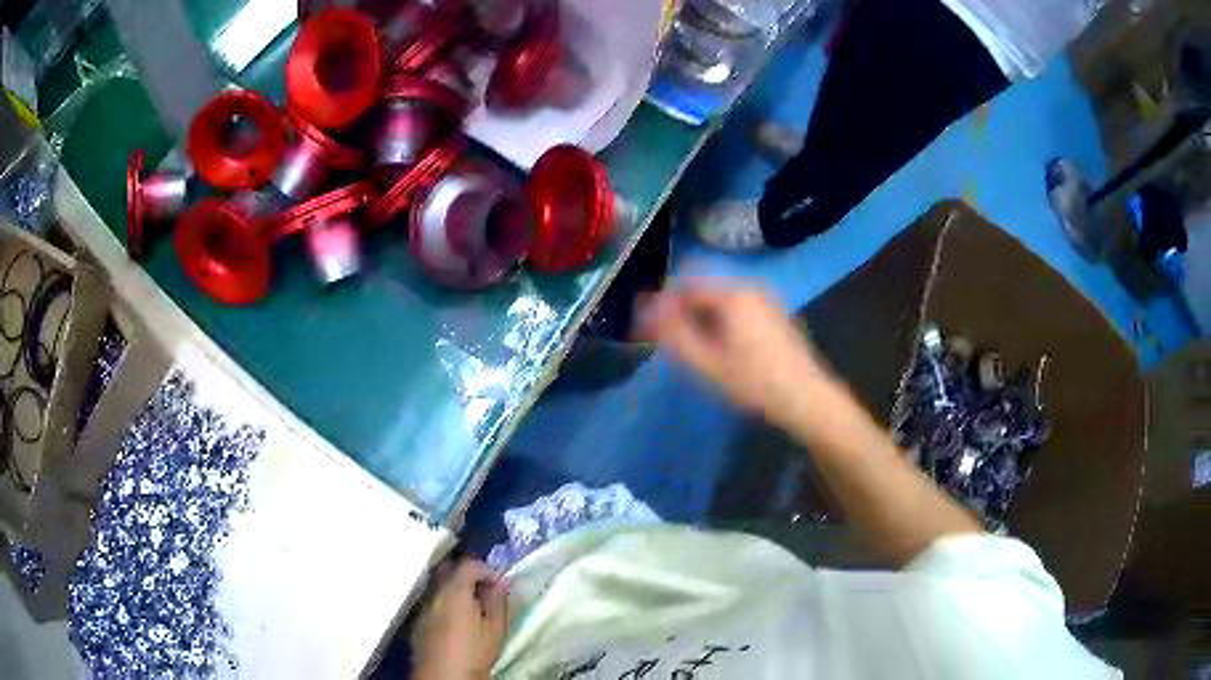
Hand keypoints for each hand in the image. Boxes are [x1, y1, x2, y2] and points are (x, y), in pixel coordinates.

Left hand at [412, 560, 508, 679]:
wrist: (443, 677)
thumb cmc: (473, 654)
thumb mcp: (495, 630)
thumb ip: (498, 602)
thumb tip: (503, 581)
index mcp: (455, 591)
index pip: (468, 564)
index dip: (487, 569)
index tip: (500, 583)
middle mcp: (434, 593)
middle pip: (448, 569)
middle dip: (467, 574)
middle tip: (485, 588)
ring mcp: (423, 606)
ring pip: (438, 585)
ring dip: (454, 588)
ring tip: (472, 604)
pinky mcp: (418, 621)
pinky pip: (432, 601)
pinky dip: (444, 602)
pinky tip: (455, 619)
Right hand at [643, 280, 832, 429]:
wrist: (807, 399)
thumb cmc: (755, 383)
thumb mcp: (708, 364)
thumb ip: (675, 333)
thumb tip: (649, 309)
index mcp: (733, 295)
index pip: (686, 286)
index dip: (662, 304)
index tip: (647, 327)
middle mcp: (751, 287)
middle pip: (704, 289)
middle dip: (682, 310)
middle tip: (668, 341)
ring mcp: (767, 299)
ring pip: (721, 299)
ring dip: (701, 317)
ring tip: (693, 349)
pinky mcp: (776, 314)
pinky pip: (738, 307)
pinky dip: (722, 320)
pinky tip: (721, 348)